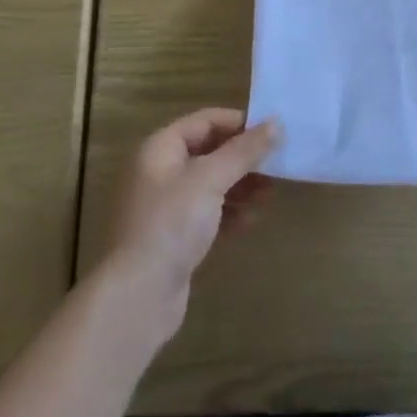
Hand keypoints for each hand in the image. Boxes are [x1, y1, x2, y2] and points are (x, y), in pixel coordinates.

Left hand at [102, 108, 278, 342]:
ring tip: (271, 192)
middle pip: (208, 152)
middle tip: (278, 164)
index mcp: (160, 148)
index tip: (273, 132)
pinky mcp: (173, 238)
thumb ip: (244, 151)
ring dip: (241, 185)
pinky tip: (253, 220)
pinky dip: (229, 213)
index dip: (239, 123)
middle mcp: (159, 172)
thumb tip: (276, 123)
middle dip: (243, 157)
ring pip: (210, 184)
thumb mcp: (210, 179)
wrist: (138, 296)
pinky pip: (207, 214)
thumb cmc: (171, 224)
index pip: (204, 121)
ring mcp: (165, 207)